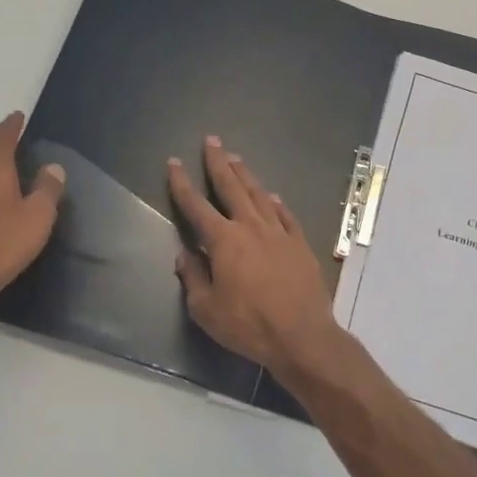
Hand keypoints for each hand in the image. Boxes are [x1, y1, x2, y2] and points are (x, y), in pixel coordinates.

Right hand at [167, 137, 344, 374]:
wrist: (301, 335)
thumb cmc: (248, 325)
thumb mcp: (206, 309)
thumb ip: (193, 277)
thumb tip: (184, 255)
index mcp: (224, 241)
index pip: (196, 206)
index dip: (182, 184)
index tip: (174, 163)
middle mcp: (251, 227)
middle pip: (231, 187)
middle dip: (218, 163)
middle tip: (212, 141)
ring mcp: (279, 233)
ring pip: (259, 195)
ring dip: (246, 175)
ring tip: (236, 158)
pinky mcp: (300, 244)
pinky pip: (285, 215)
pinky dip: (276, 203)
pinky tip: (273, 196)